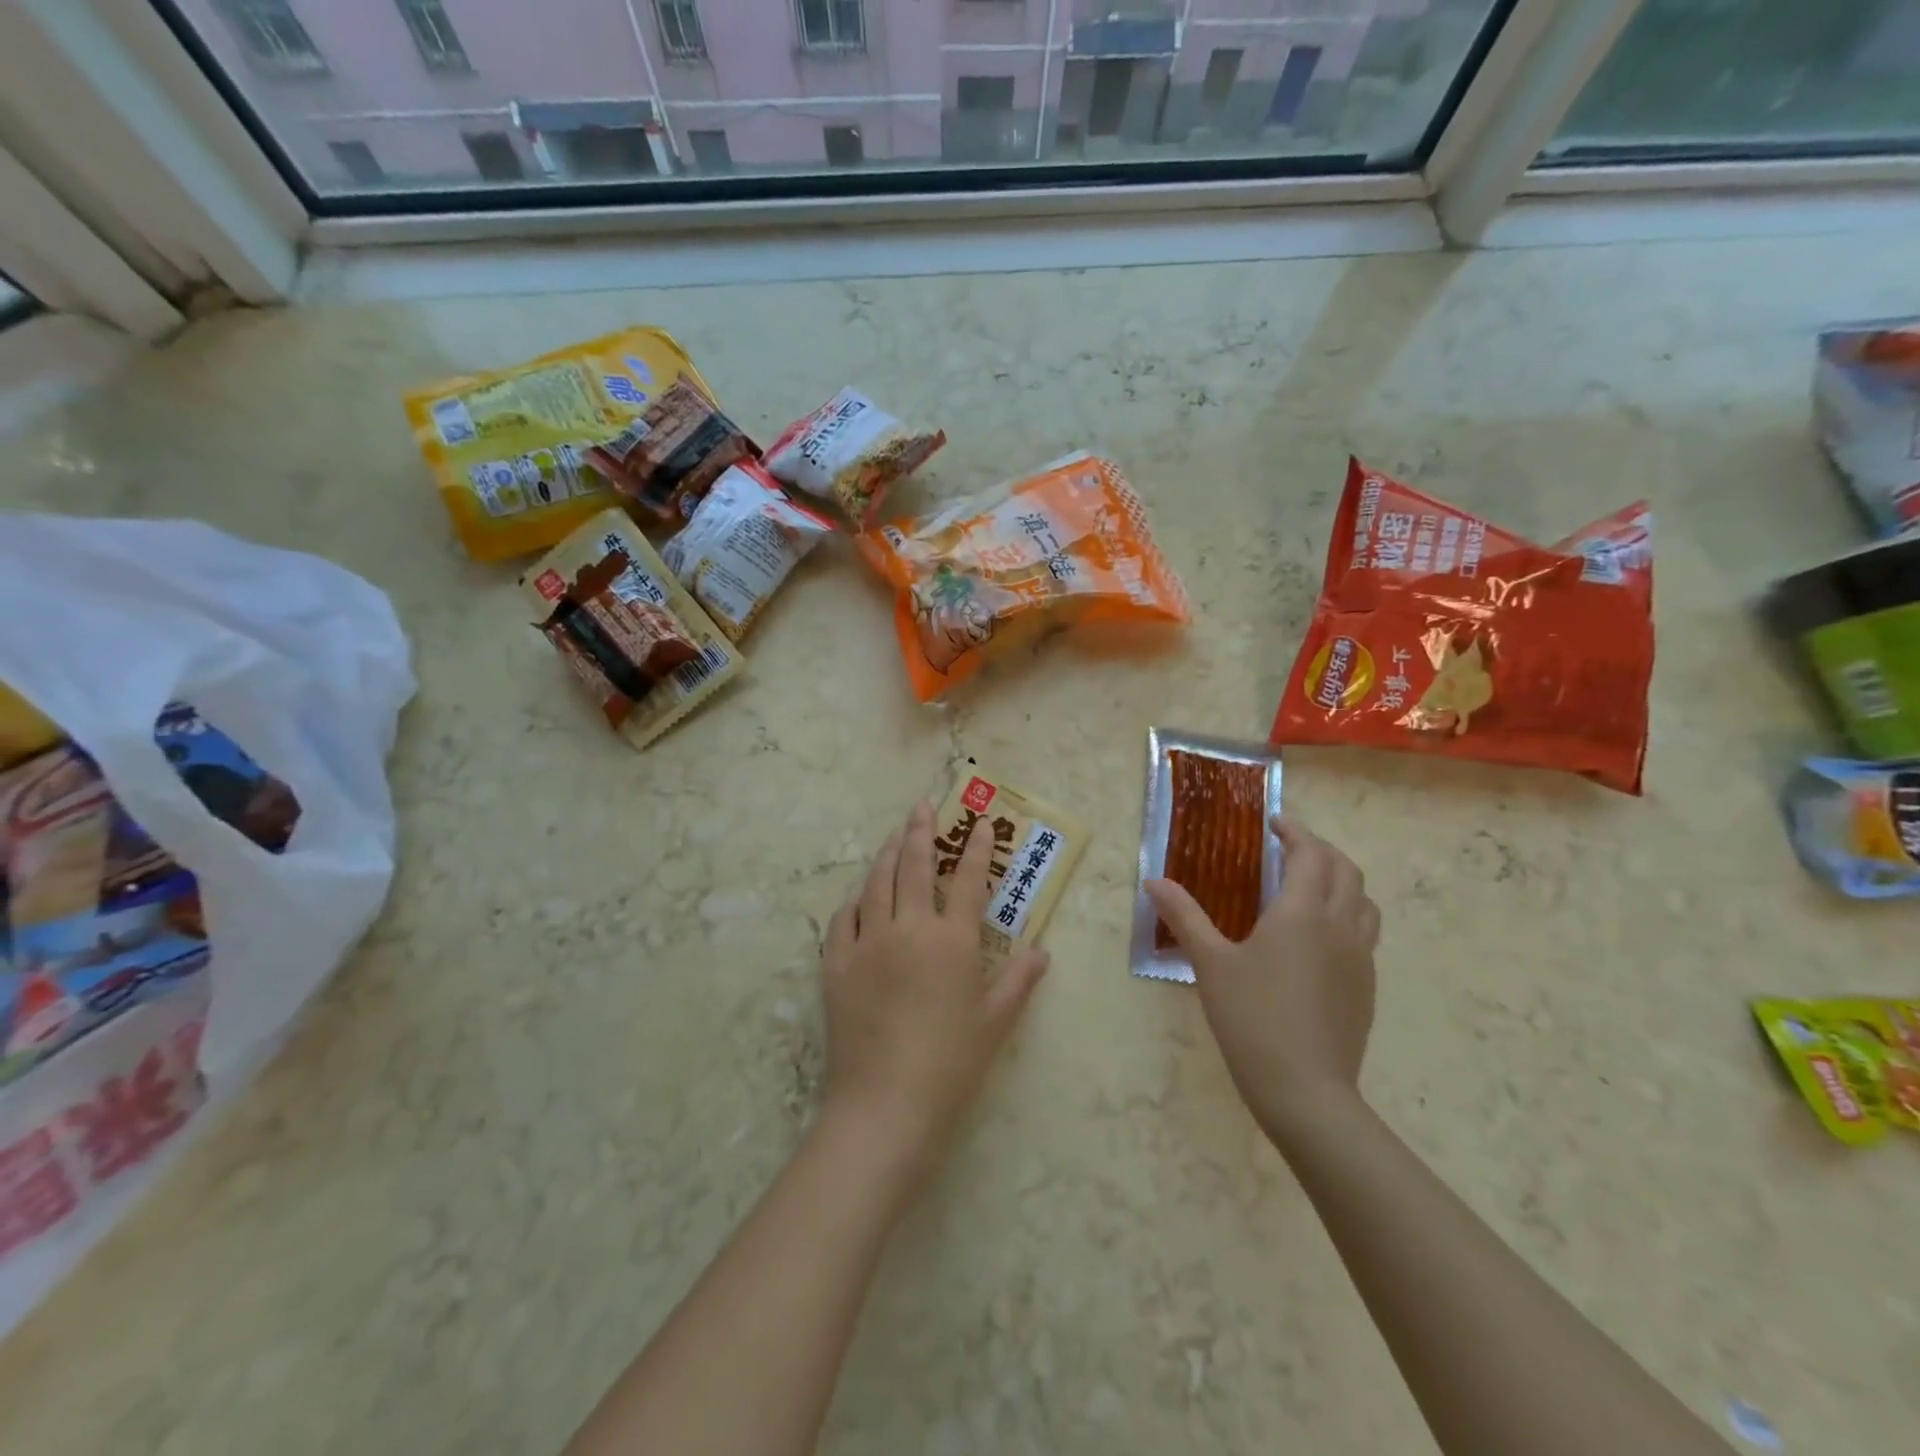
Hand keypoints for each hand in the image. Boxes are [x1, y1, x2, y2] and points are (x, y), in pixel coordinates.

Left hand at [819, 800, 1049, 1176]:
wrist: (886, 1105)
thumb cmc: (951, 1064)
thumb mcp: (996, 1022)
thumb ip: (1019, 980)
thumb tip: (1041, 950)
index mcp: (951, 940)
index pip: (968, 879)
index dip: (976, 848)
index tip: (982, 823)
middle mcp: (908, 928)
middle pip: (914, 865)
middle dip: (921, 830)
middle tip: (923, 805)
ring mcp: (868, 942)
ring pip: (876, 882)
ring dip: (887, 853)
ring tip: (895, 835)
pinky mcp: (837, 964)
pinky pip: (844, 918)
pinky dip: (855, 899)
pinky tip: (861, 894)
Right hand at [1146, 818, 1379, 1150]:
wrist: (1306, 1091)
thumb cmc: (1252, 1018)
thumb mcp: (1210, 963)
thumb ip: (1184, 916)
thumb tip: (1153, 881)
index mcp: (1302, 913)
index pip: (1311, 854)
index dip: (1295, 832)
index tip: (1273, 823)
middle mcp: (1339, 926)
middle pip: (1346, 870)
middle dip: (1320, 850)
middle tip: (1289, 848)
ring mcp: (1360, 958)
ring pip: (1363, 901)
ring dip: (1340, 880)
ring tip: (1308, 885)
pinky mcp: (1367, 986)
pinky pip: (1364, 932)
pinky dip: (1346, 913)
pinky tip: (1317, 937)